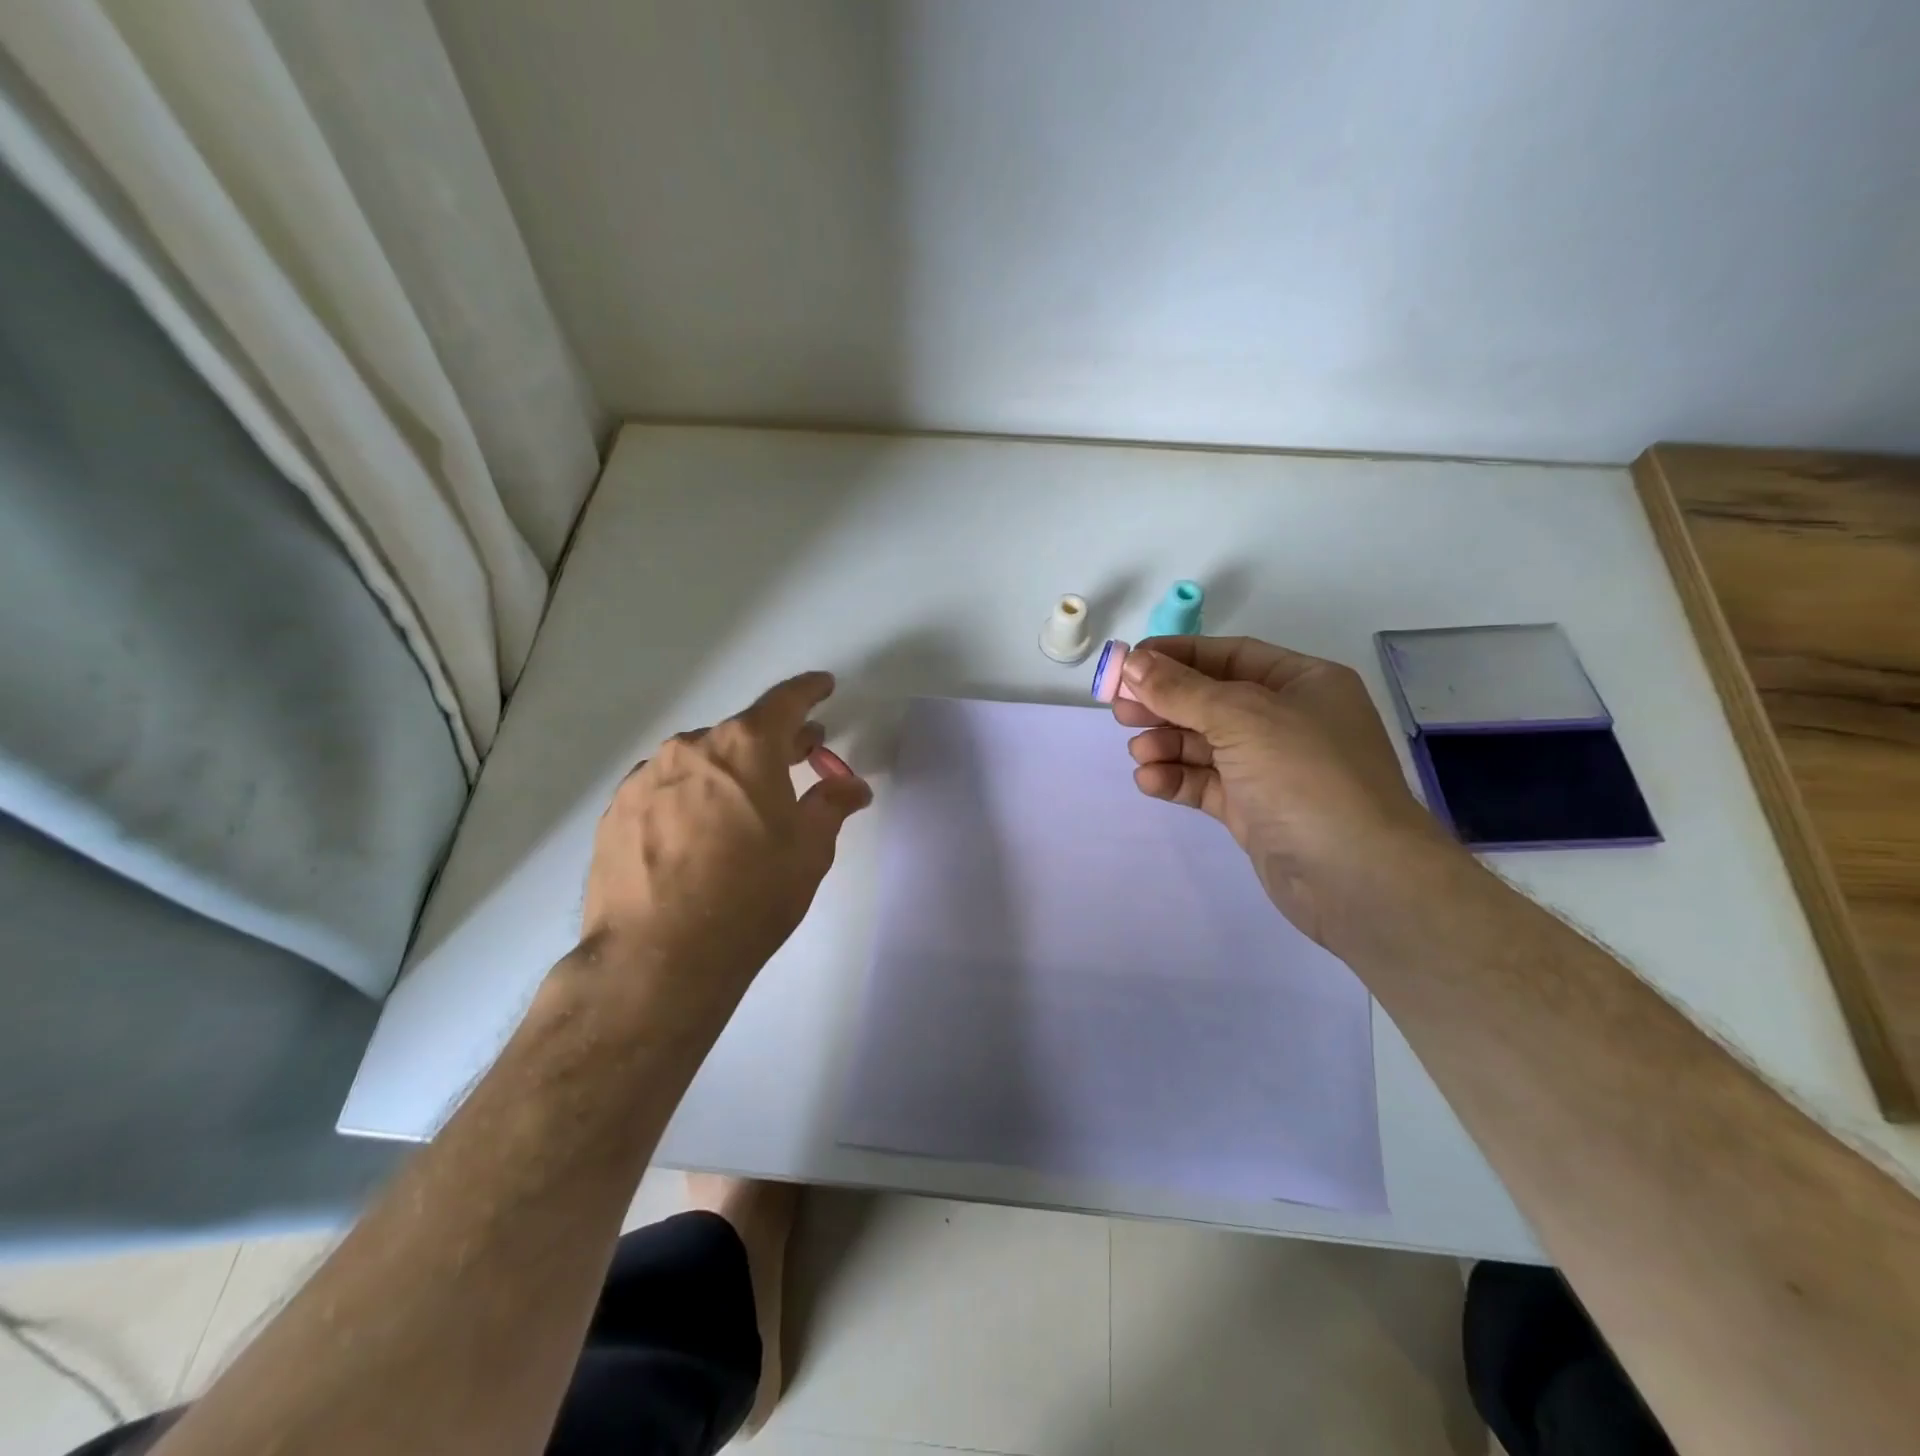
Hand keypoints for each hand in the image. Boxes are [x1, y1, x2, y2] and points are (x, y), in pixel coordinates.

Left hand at [578, 671, 871, 1032]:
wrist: (658, 957)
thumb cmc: (750, 896)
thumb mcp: (809, 850)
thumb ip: (831, 806)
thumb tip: (851, 787)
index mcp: (745, 747)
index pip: (786, 702)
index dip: (810, 691)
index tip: (823, 687)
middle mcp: (692, 748)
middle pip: (742, 732)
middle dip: (775, 742)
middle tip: (800, 755)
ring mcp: (646, 778)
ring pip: (700, 761)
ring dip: (729, 771)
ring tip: (745, 804)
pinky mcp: (616, 811)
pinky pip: (666, 789)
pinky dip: (690, 796)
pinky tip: (698, 832)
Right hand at [1113, 636, 1449, 943]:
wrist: (1356, 877)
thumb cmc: (1306, 775)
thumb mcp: (1241, 717)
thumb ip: (1182, 689)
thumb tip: (1133, 661)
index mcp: (1302, 683)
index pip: (1229, 656)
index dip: (1177, 657)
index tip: (1128, 664)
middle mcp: (1288, 720)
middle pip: (1211, 700)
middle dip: (1164, 704)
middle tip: (1120, 710)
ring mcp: (1271, 768)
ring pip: (1205, 744)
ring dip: (1167, 744)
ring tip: (1139, 752)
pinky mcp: (1254, 809)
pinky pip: (1206, 782)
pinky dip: (1177, 778)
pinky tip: (1150, 780)